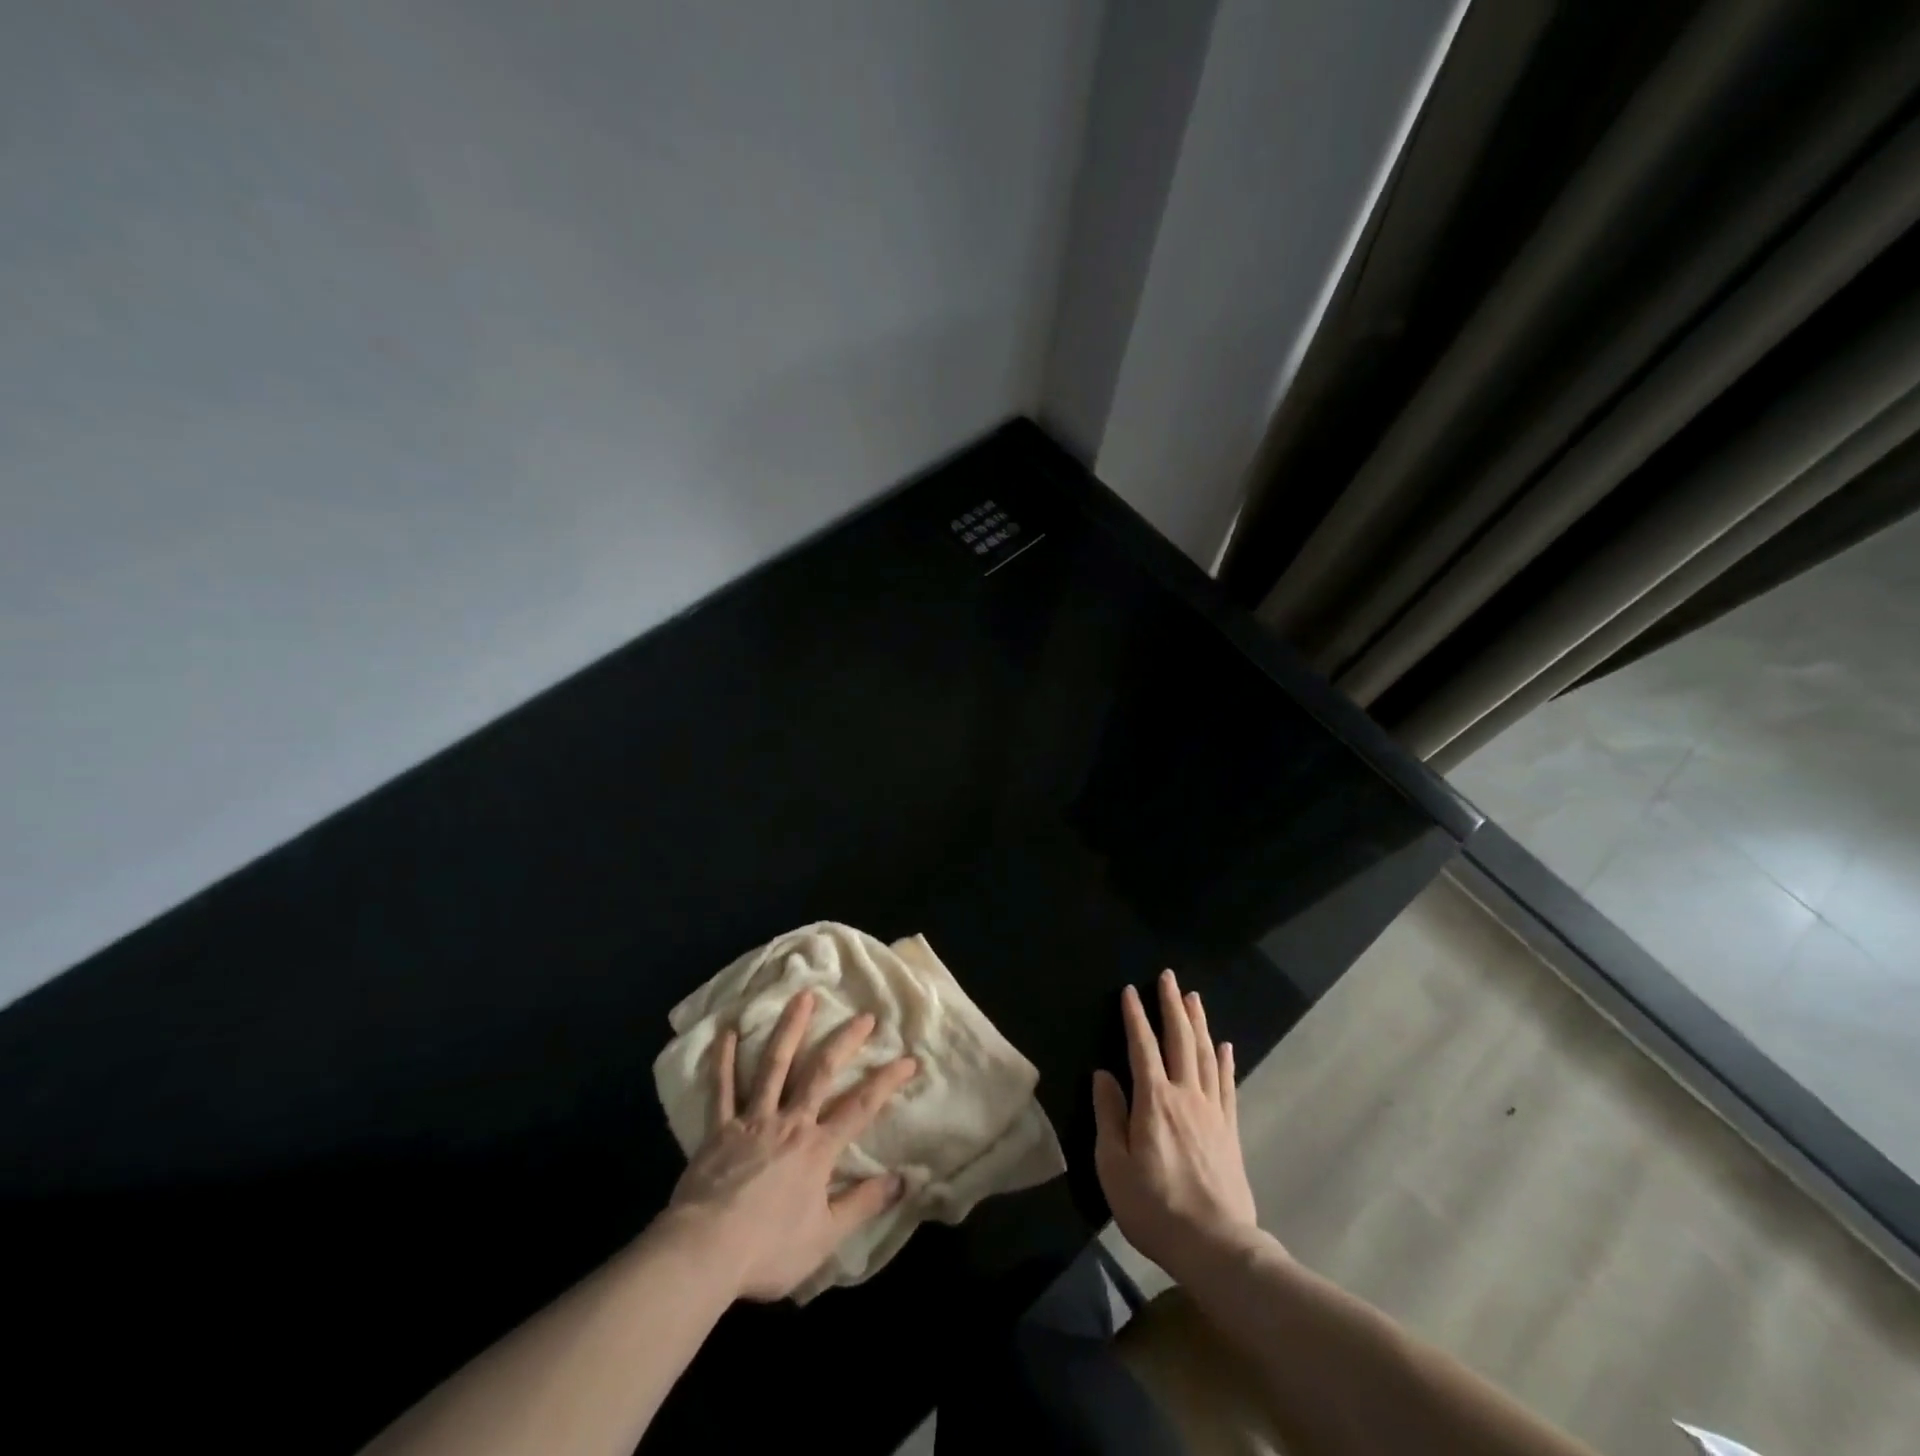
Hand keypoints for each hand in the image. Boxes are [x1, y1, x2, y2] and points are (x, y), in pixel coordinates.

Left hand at [667, 989, 916, 1300]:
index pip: (862, 1106)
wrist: (704, 1253)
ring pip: (774, 1065)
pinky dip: (725, 1059)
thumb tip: (903, 1180)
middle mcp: (790, 1122)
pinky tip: (728, 1031)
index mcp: (817, 1149)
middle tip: (864, 1015)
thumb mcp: (825, 1237)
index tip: (909, 1059)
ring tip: (802, 996)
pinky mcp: (719, 1128)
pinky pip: (722, 1088)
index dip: (887, 1081)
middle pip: (821, 1072)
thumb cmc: (768, 1249)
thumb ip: (863, 1204)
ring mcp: (752, 1120)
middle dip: (845, 1041)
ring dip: (790, 1029)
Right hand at [1092, 971, 1259, 1281]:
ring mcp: (1212, 1111)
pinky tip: (1224, 1046)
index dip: (1135, 1017)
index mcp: (1154, 1101)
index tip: (1130, 990)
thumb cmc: (1155, 1207)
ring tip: (1193, 998)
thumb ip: (1109, 1116)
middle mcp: (1185, 1095)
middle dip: (1172, 1005)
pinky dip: (1224, 1061)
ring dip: (1198, 1023)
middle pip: (1180, 1040)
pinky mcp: (1230, 1130)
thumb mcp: (1114, 1166)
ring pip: (1205, 1055)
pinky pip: (1227, 1084)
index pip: (1142, 1047)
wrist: (1217, 1247)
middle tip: (1168, 977)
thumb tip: (1103, 1075)